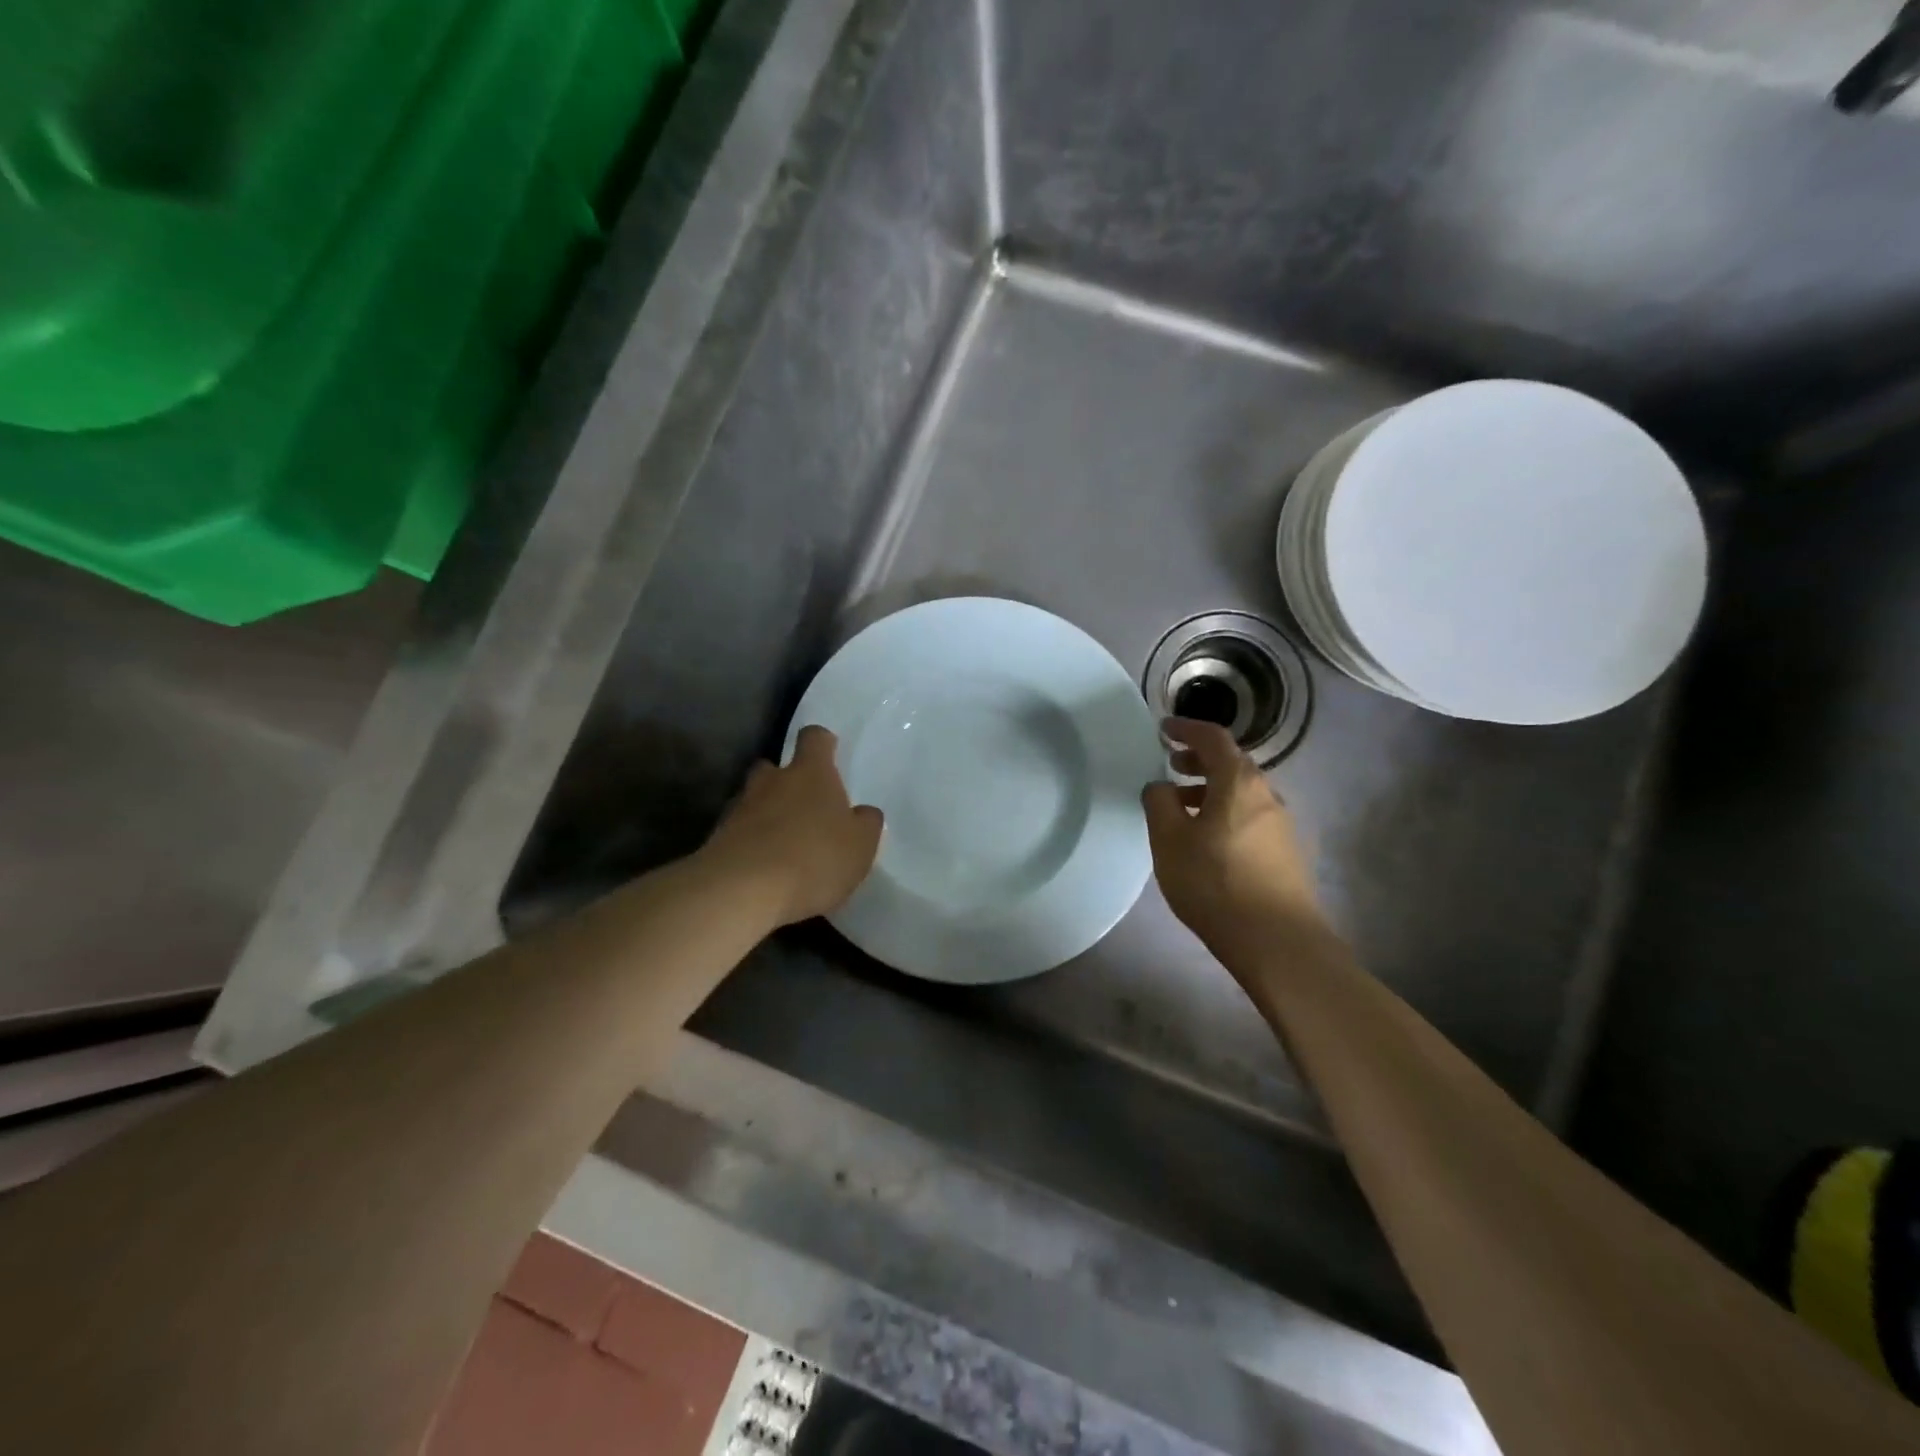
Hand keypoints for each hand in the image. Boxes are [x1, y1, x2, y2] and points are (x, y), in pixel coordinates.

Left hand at [701, 726, 883, 926]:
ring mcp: (739, 809)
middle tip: (804, 804)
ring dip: (767, 814)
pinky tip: (764, 868)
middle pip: (775, 767)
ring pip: (754, 800)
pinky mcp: (717, 839)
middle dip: (786, 780)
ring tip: (784, 842)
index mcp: (810, 773)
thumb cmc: (813, 858)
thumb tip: (863, 813)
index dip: (823, 743)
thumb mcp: (860, 846)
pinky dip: (751, 843)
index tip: (830, 751)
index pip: (814, 738)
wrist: (741, 891)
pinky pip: (739, 833)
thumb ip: (866, 824)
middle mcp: (771, 782)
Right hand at [1141, 718, 1327, 956]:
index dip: (1186, 729)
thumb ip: (1159, 803)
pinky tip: (1205, 838)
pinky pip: (1248, 816)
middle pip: (1231, 763)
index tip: (1164, 728)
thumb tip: (1160, 786)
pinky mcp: (1284, 852)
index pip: (1213, 738)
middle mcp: (1266, 794)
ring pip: (1241, 792)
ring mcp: (1280, 824)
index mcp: (1238, 782)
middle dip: (1199, 759)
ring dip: (1210, 789)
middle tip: (1171, 764)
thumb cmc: (1215, 882)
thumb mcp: (1169, 840)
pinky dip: (1224, 811)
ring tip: (1181, 806)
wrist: (1276, 941)